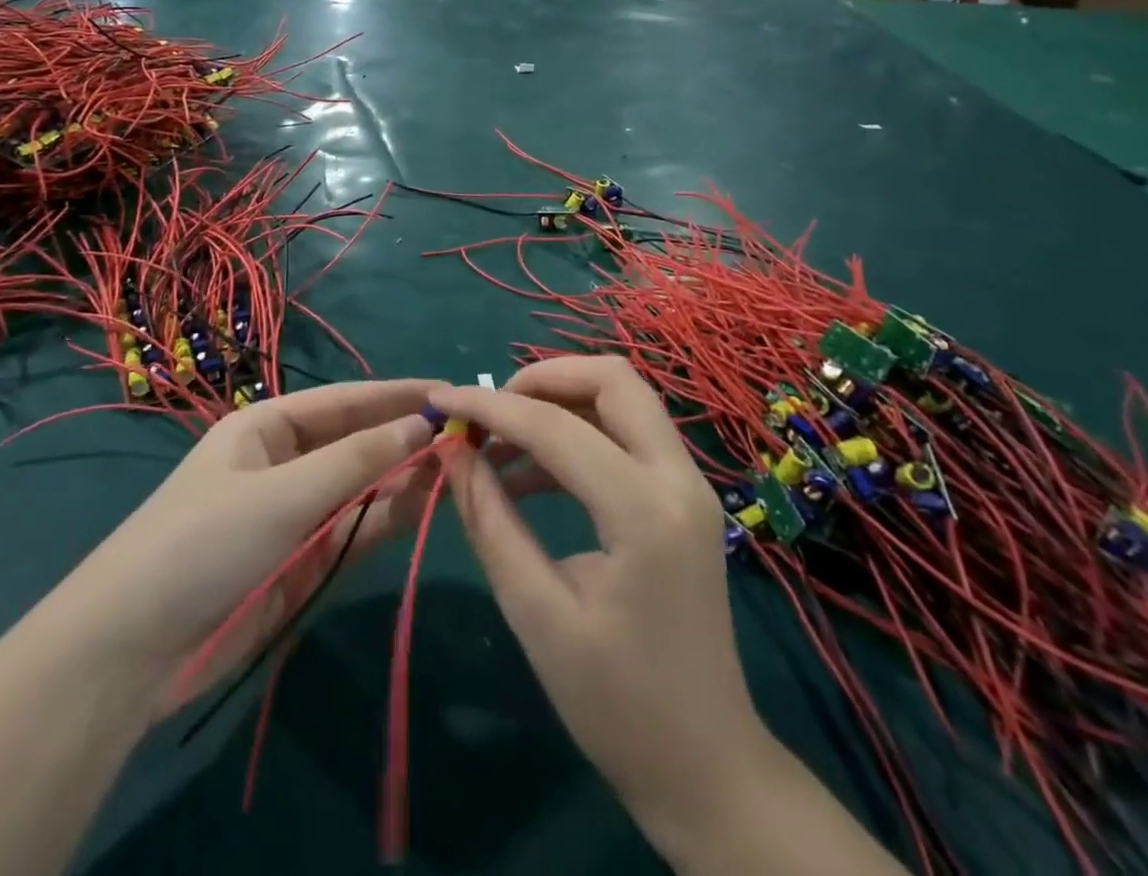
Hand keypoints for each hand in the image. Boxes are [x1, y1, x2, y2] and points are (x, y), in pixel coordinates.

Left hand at [58, 379, 444, 721]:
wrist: (134, 649)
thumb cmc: (204, 541)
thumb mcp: (283, 493)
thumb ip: (356, 462)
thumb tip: (421, 426)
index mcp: (268, 426)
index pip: (344, 401)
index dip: (395, 396)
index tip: (447, 393)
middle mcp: (286, 462)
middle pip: (357, 442)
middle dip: (405, 437)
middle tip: (466, 434)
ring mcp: (297, 513)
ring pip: (362, 486)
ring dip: (404, 476)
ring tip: (459, 465)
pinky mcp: (304, 560)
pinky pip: (355, 528)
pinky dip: (388, 516)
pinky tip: (425, 503)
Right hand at [428, 358, 757, 868]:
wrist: (707, 769)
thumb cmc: (616, 704)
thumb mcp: (536, 611)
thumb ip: (489, 518)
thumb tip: (451, 448)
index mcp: (644, 511)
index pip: (556, 427)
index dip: (489, 407)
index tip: (440, 400)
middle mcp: (678, 479)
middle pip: (612, 379)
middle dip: (541, 380)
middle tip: (489, 413)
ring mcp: (688, 484)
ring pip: (622, 399)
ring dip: (558, 403)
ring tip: (499, 444)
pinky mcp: (682, 498)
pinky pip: (626, 434)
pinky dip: (577, 433)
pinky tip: (528, 476)